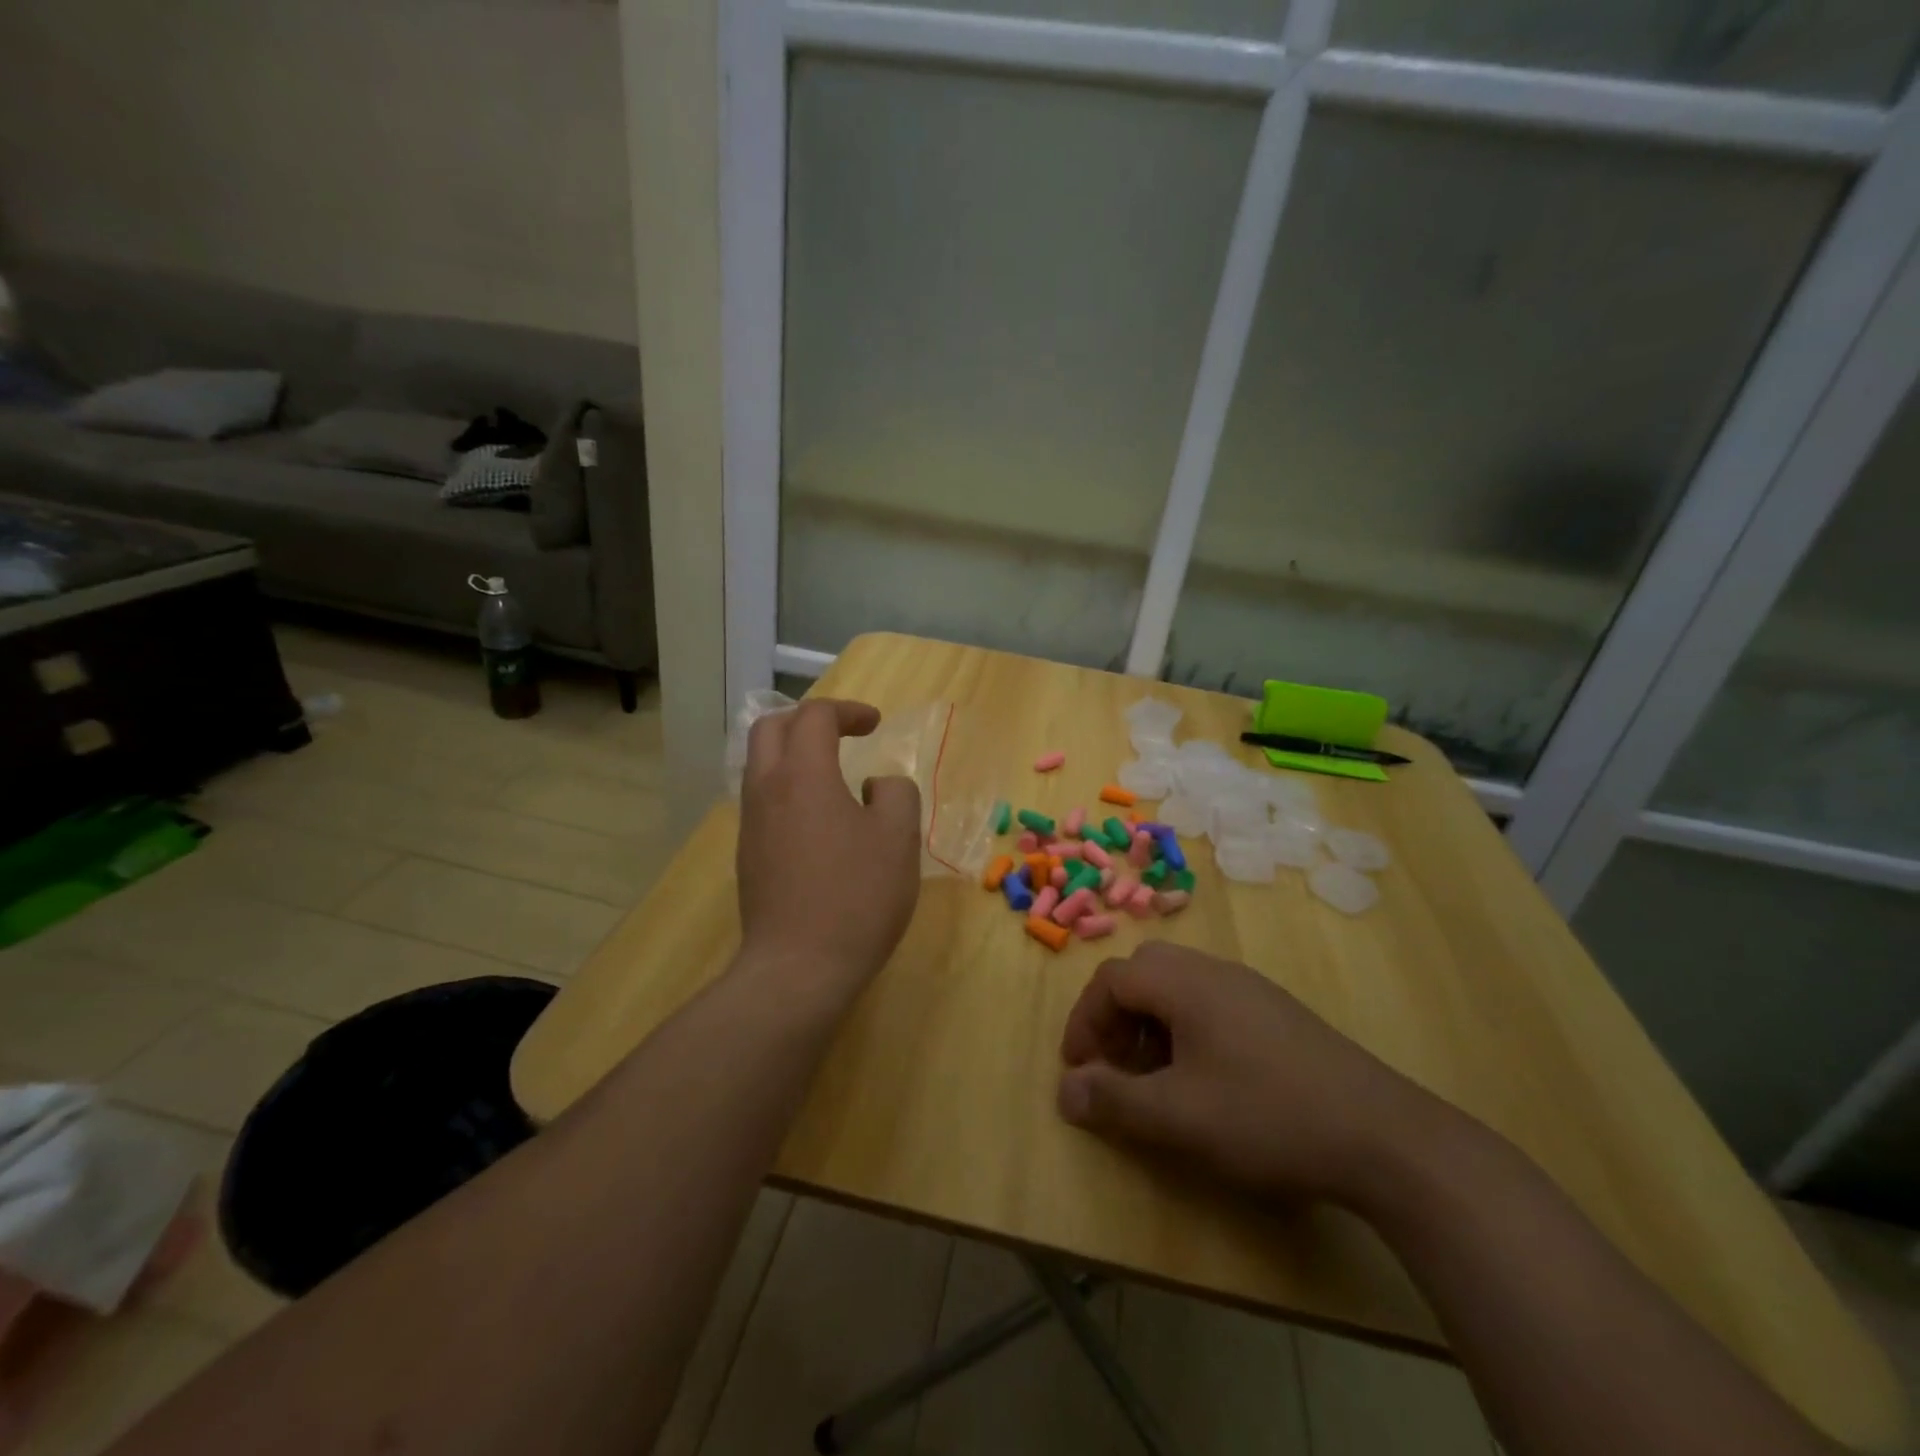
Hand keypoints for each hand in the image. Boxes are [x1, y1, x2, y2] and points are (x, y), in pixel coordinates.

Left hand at [736, 698, 921, 1004]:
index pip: (815, 716)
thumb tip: (874, 787)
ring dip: (793, 753)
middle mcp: (767, 789)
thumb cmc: (856, 897)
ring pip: (760, 764)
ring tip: (832, 772)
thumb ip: (895, 794)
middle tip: (843, 733)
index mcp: (804, 774)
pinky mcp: (748, 854)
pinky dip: (787, 786)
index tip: (876, 724)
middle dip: (808, 719)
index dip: (848, 711)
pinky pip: (762, 798)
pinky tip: (818, 818)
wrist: (798, 968)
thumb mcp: (899, 838)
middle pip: (772, 727)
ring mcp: (751, 823)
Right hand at [1057, 943, 1437, 1206]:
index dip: (1084, 1020)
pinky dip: (1186, 1032)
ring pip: (1178, 988)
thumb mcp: (1177, 1117)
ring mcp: (1251, 990)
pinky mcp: (1278, 1014)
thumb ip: (1113, 1101)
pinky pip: (1211, 1005)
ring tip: (1155, 1079)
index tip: (1079, 1070)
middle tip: (1114, 1066)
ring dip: (1150, 1025)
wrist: (1382, 1136)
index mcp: (1185, 983)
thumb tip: (1065, 1091)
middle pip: (1144, 973)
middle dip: (1116, 1017)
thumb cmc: (1266, 1116)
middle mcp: (1215, 972)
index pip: (1112, 978)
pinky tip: (1205, 1081)